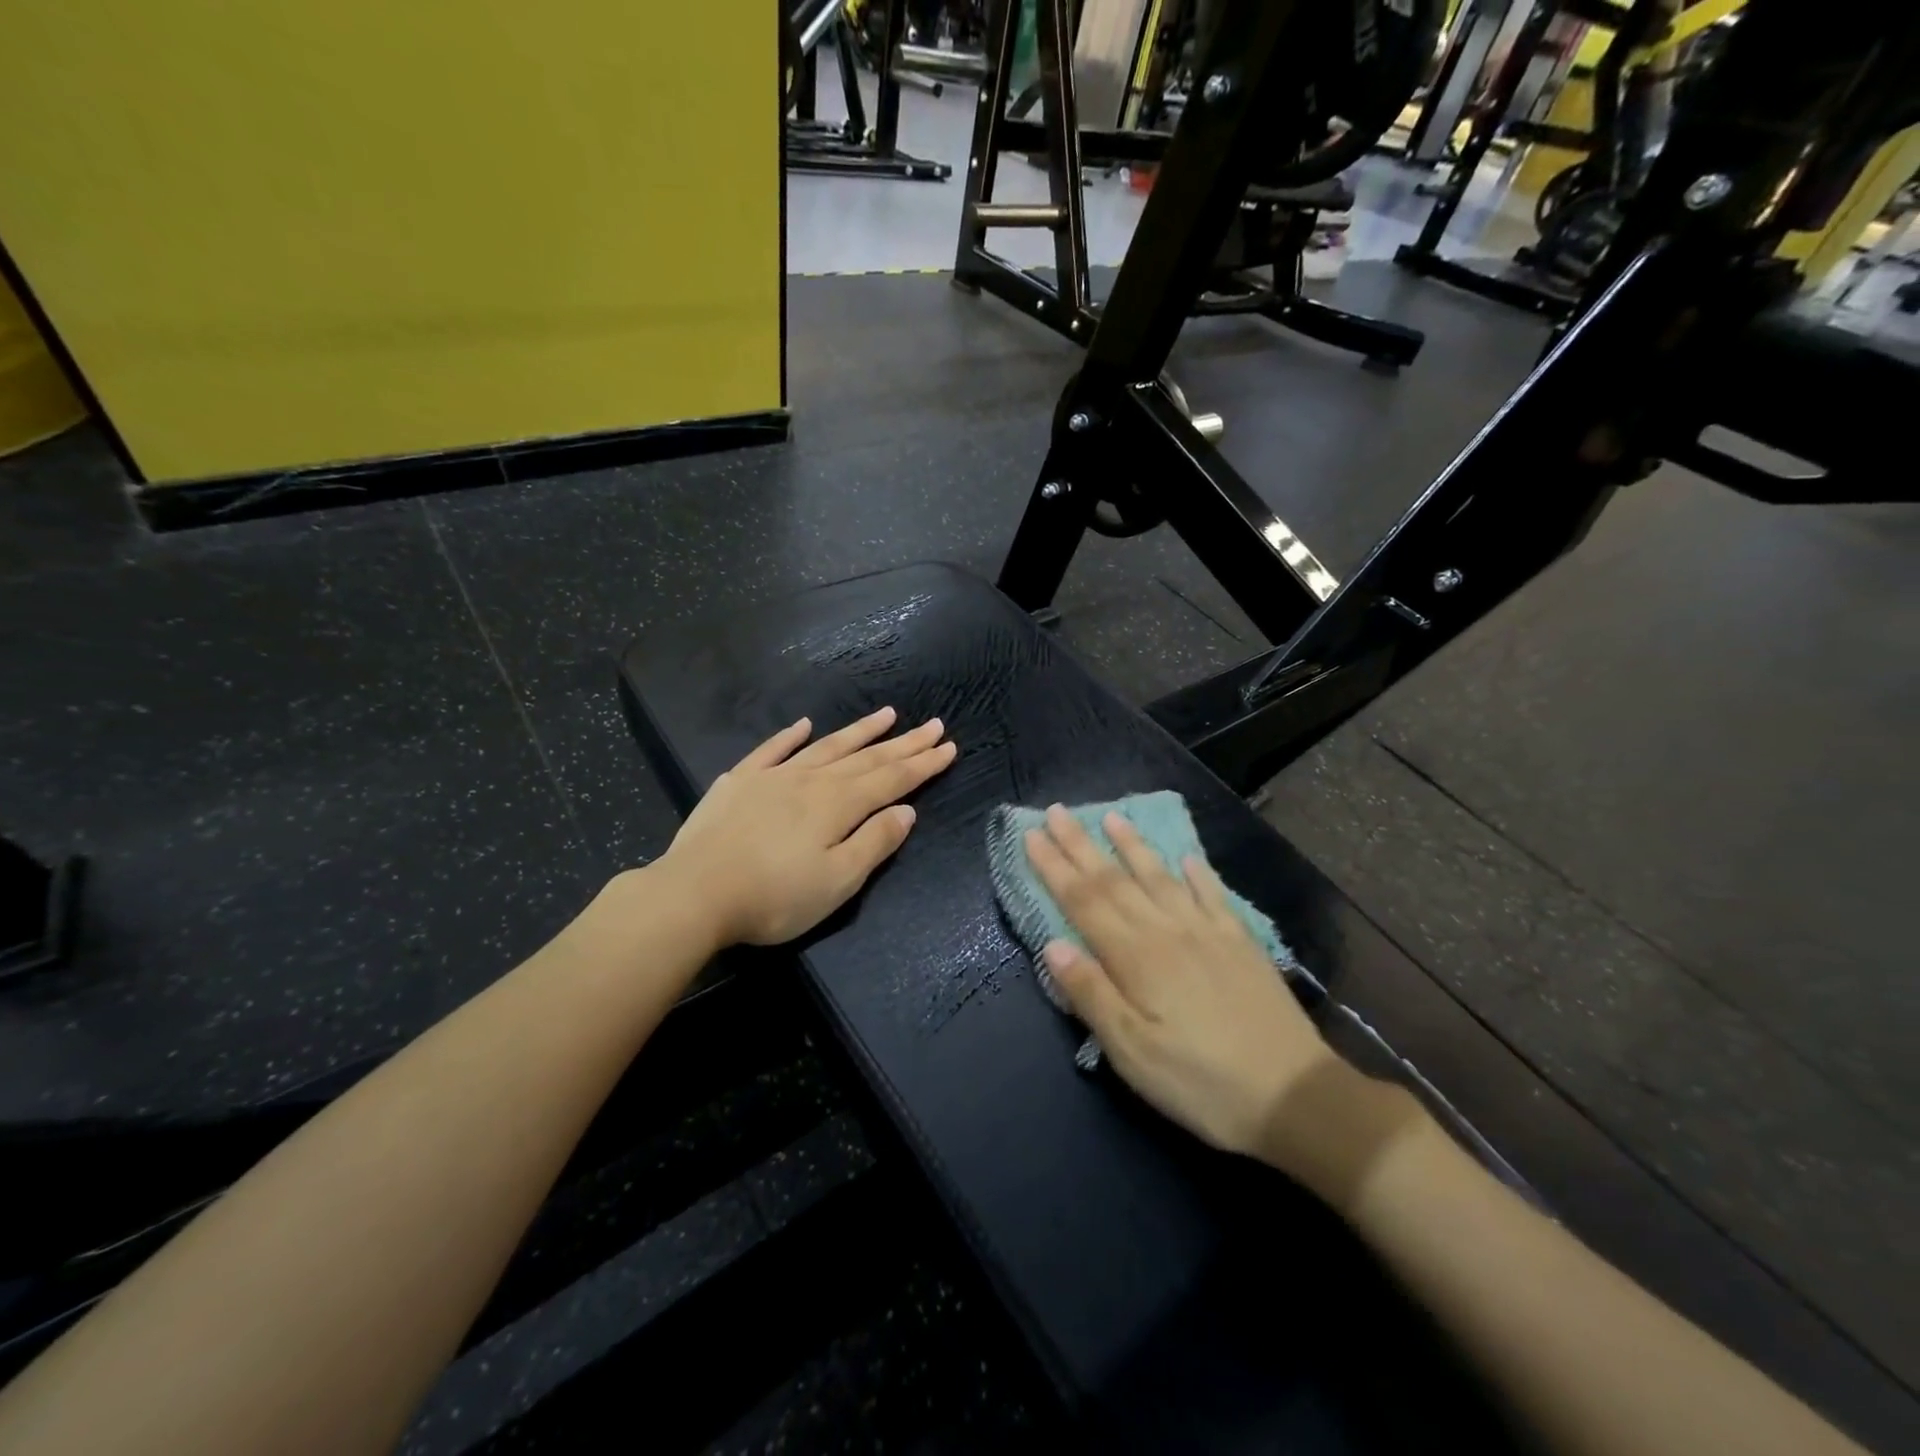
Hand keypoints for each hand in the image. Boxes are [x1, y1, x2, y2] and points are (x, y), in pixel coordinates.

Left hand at [661, 707, 956, 947]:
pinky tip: (804, 725)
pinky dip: (790, 736)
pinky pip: (772, 750)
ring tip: (886, 714)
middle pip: (867, 758)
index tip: (948, 746)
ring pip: (826, 746)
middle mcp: (812, 781)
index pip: (892, 779)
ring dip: (859, 731)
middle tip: (933, 724)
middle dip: (903, 743)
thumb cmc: (775, 896)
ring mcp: (773, 777)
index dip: (923, 764)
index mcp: (839, 805)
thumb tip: (906, 811)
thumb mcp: (837, 882)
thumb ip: (875, 843)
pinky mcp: (739, 783)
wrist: (694, 893)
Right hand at [1024, 806, 1332, 1157]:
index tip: (1031, 836)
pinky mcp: (1240, 943)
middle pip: (1115, 880)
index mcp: (1136, 956)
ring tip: (1112, 816)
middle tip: (1055, 811)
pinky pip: (1213, 895)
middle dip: (1080, 845)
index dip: (1054, 867)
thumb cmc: (1200, 1082)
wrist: (1294, 1095)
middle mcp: (1167, 931)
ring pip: (1160, 877)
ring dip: (1132, 845)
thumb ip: (1091, 994)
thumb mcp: (1132, 1053)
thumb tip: (1053, 945)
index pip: (1083, 901)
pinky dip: (1197, 873)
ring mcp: (1207, 932)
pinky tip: (1187, 858)